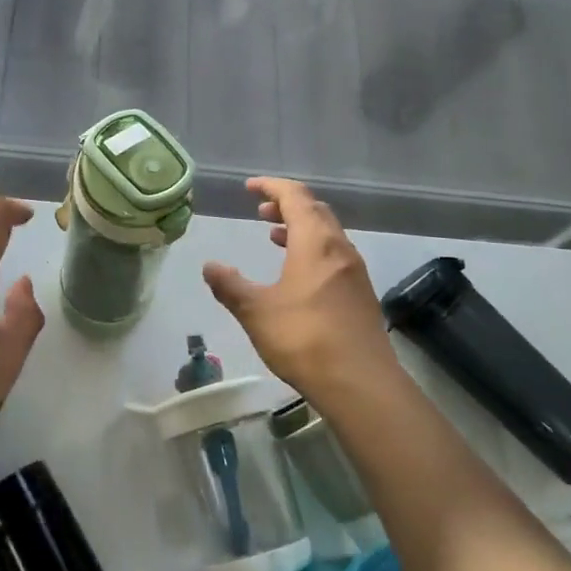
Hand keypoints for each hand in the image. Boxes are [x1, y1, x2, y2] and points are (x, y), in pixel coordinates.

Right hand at [202, 177, 398, 398]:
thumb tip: (209, 266)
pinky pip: (334, 255)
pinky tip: (298, 273)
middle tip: (261, 210)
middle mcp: (339, 249)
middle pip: (315, 211)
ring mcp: (354, 272)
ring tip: (275, 235)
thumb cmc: (304, 339)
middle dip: (287, 205)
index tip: (250, 187)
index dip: (272, 187)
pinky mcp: (360, 294)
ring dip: (301, 228)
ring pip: (327, 234)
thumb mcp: (256, 311)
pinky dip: (312, 249)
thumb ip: (230, 286)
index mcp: (315, 243)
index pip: (295, 197)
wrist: (360, 383)